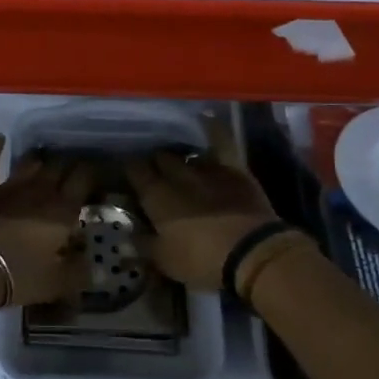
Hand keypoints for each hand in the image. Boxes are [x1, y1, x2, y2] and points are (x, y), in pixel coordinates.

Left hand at [0, 136, 92, 307]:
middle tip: (74, 168)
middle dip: (69, 164)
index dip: (92, 173)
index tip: (99, 174)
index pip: (84, 180)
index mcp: (62, 210)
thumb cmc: (17, 274)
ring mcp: (9, 186)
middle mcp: (40, 190)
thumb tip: (93, 266)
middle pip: (59, 166)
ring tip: (47, 158)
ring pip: (30, 162)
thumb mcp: (55, 283)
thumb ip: (78, 273)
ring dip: (40, 158)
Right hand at [124, 116, 280, 291]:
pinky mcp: (233, 169)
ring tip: (177, 162)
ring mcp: (206, 169)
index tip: (128, 175)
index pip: (135, 172)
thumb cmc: (202, 261)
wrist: (251, 252)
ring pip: (185, 154)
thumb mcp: (164, 261)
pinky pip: (222, 142)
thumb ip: (143, 244)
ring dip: (179, 157)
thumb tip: (128, 233)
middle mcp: (177, 175)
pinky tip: (207, 117)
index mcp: (156, 197)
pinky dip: (214, 129)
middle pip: (159, 158)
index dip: (130, 171)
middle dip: (154, 163)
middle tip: (154, 174)